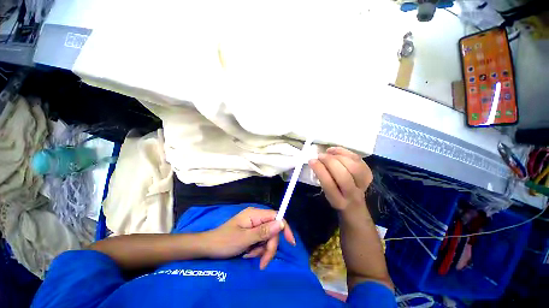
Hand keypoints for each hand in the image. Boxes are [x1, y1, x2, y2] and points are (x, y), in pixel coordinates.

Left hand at [203, 207, 295, 268]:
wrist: (208, 247)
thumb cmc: (224, 242)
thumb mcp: (244, 239)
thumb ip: (263, 231)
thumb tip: (281, 224)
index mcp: (255, 214)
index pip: (276, 216)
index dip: (284, 228)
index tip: (290, 242)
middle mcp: (256, 217)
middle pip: (272, 230)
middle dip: (269, 246)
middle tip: (262, 262)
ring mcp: (253, 224)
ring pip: (267, 237)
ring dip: (261, 249)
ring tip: (249, 255)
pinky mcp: (251, 231)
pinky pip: (260, 240)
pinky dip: (257, 249)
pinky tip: (247, 254)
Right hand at [309, 147, 372, 212]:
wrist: (354, 204)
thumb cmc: (335, 196)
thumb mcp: (325, 193)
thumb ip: (322, 179)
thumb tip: (315, 161)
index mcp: (338, 201)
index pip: (329, 184)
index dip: (320, 170)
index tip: (312, 160)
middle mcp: (352, 194)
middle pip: (344, 176)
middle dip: (330, 162)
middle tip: (320, 156)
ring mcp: (363, 185)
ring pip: (355, 167)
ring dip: (339, 156)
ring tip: (329, 153)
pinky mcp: (368, 175)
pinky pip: (359, 160)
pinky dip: (347, 153)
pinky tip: (336, 151)